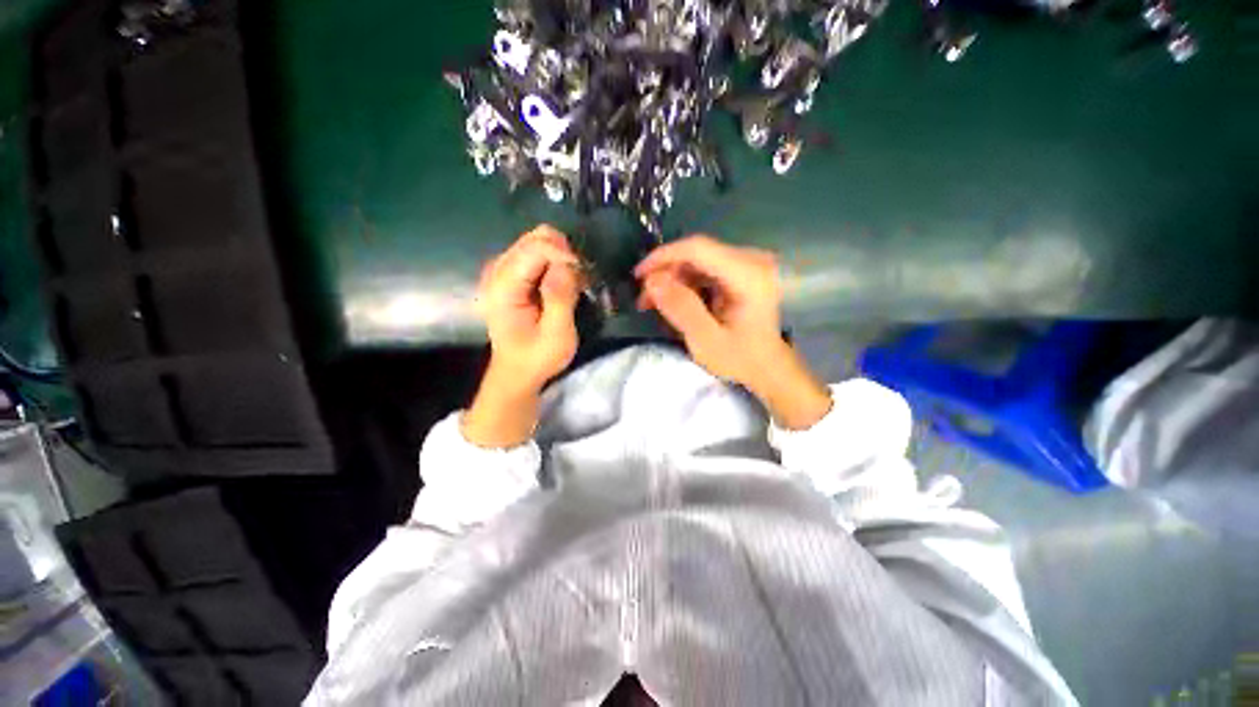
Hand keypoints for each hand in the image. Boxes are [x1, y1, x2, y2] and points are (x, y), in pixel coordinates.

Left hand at [464, 225, 581, 447]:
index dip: (565, 256)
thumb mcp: (556, 335)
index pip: (535, 248)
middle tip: (579, 281)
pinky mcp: (511, 274)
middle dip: (564, 254)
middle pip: (536, 237)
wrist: (517, 372)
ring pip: (538, 241)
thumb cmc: (537, 358)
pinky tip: (562, 283)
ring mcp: (502, 269)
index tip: (584, 277)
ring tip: (573, 284)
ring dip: (561, 258)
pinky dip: (555, 262)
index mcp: (503, 287)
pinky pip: (537, 252)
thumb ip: (560, 298)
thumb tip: (568, 266)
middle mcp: (497, 270)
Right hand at [635, 235, 831, 429]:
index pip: (698, 248)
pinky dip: (685, 283)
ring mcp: (748, 264)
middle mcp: (751, 260)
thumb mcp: (706, 340)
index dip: (663, 257)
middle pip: (697, 253)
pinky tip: (674, 301)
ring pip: (698, 260)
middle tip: (644, 299)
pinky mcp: (742, 272)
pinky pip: (705, 268)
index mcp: (748, 275)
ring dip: (673, 279)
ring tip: (654, 303)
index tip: (639, 276)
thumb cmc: (741, 359)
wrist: (769, 367)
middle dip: (665, 272)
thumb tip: (652, 280)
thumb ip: (681, 308)